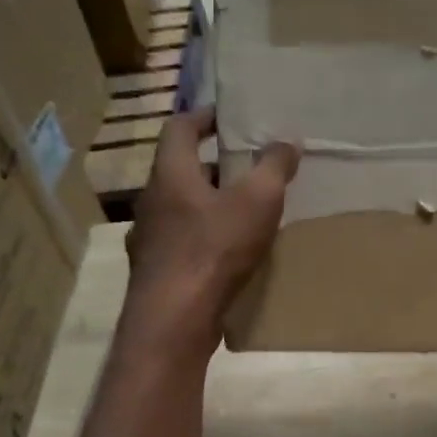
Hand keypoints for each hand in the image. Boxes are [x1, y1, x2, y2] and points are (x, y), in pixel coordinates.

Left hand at [124, 107, 300, 351]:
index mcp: (170, 174)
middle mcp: (151, 201)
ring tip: (242, 214)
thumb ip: (273, 167)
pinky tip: (227, 257)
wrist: (175, 320)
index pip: (178, 128)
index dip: (203, 117)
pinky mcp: (155, 273)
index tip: (228, 118)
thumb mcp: (257, 202)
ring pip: (179, 210)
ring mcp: (148, 240)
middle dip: (213, 166)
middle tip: (247, 169)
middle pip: (179, 171)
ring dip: (208, 206)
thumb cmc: (214, 250)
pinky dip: (203, 240)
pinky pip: (181, 244)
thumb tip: (287, 141)